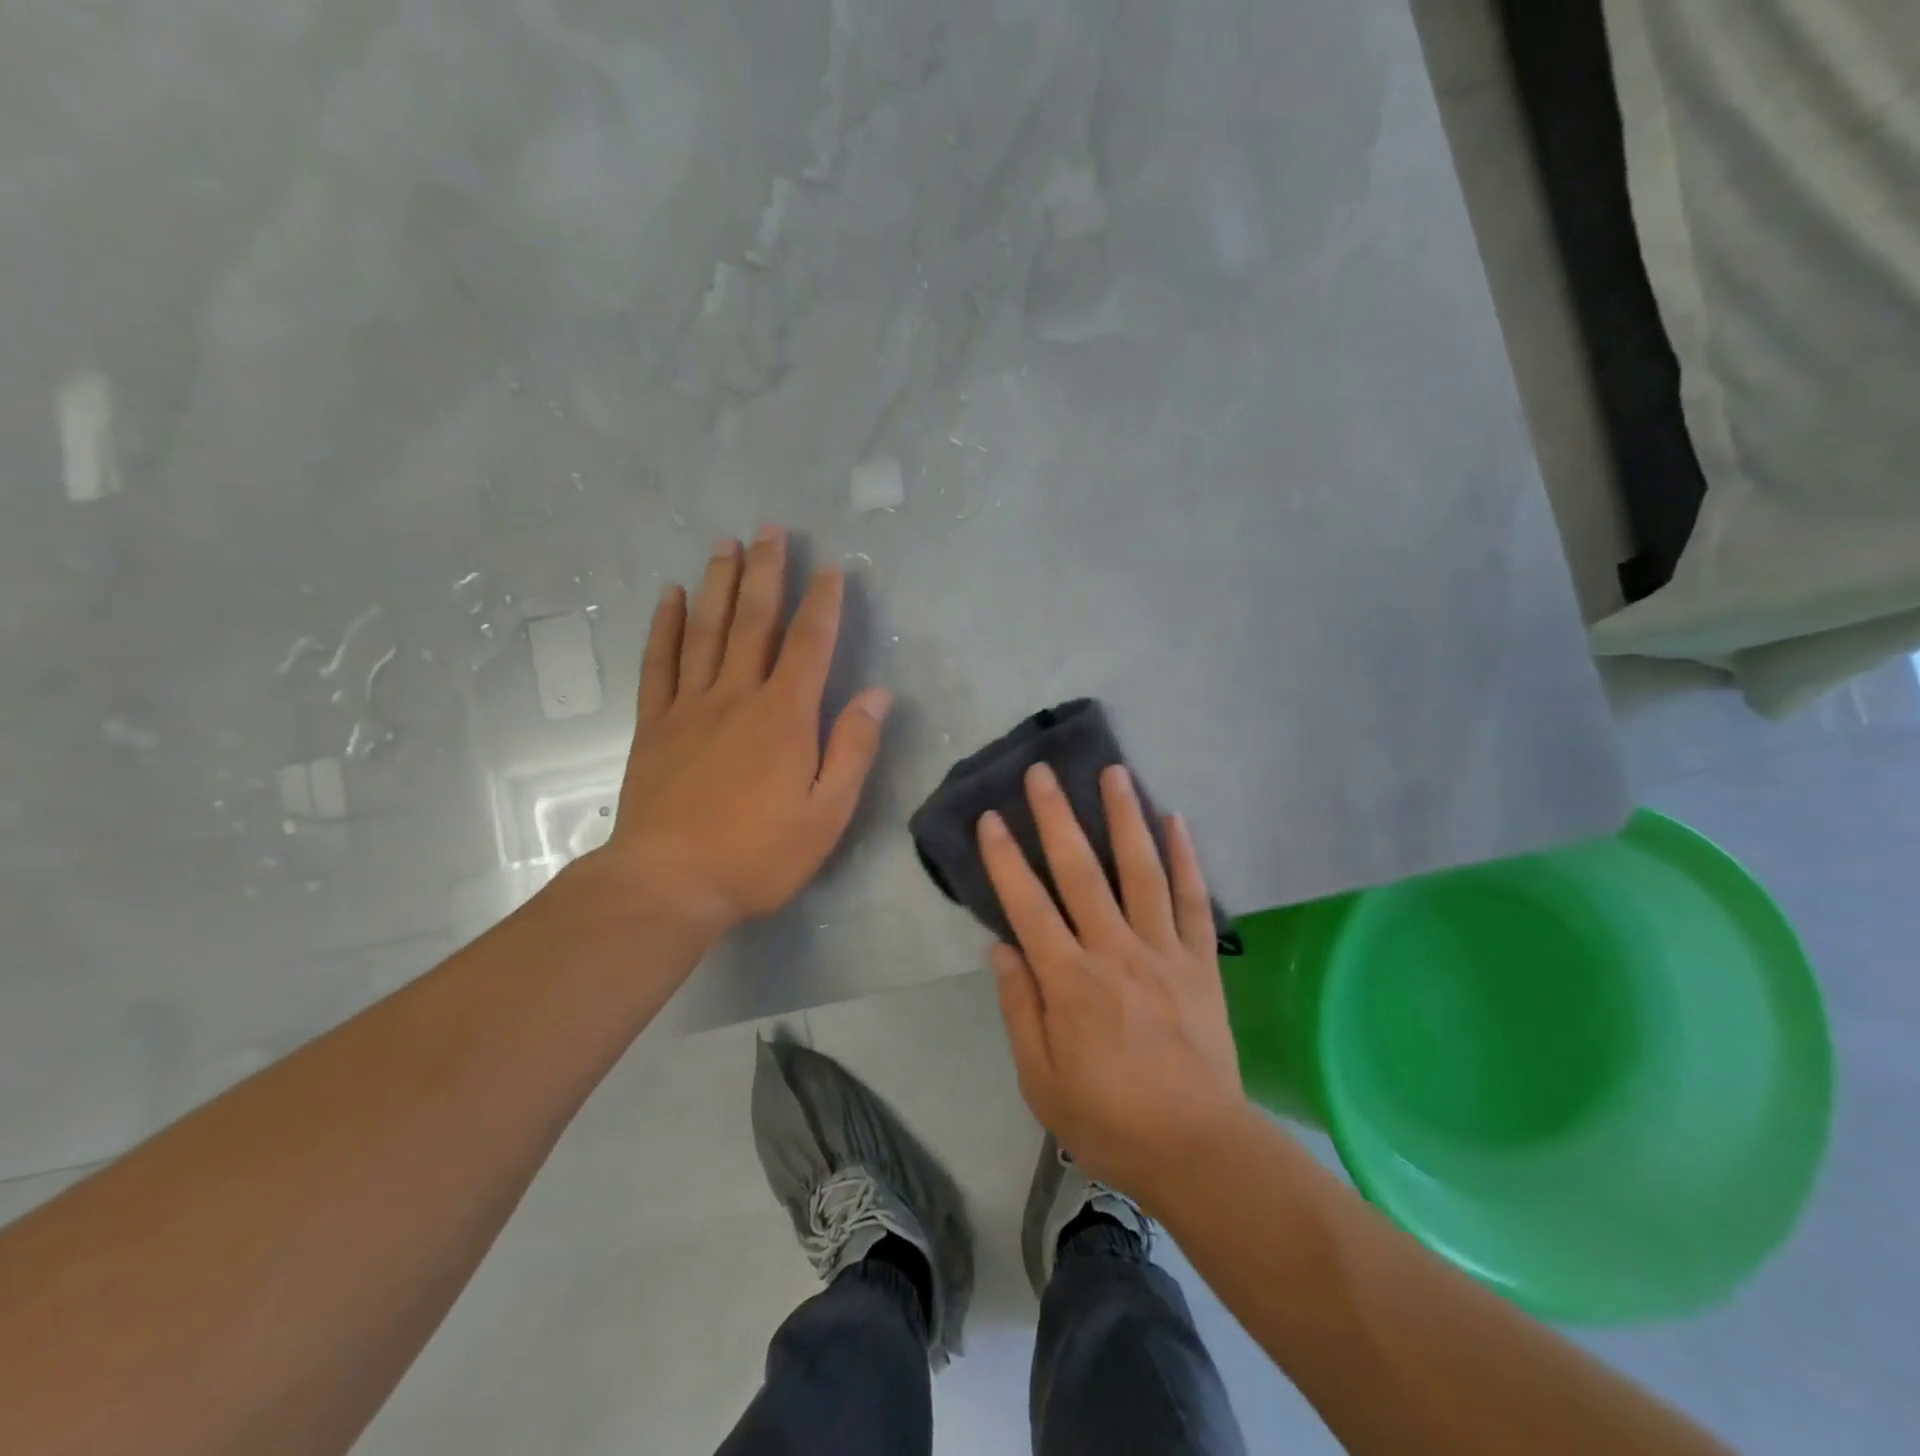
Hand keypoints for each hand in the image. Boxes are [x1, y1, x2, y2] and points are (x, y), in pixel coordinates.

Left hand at [595, 526, 891, 934]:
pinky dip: (665, 626)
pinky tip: (670, 596)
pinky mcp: (655, 725)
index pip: (809, 644)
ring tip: (725, 543)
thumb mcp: (826, 813)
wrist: (669, 883)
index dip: (823, 603)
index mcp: (784, 716)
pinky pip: (659, 663)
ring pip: (706, 630)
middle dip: (766, 572)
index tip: (832, 568)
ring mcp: (689, 706)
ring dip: (718, 583)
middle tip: (771, 528)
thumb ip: (852, 749)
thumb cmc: (758, 854)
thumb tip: (877, 695)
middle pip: (753, 621)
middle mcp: (736, 696)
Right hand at [981, 763, 1247, 1205]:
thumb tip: (1000, 947)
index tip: (990, 818)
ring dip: (1124, 817)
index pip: (1028, 906)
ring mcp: (1163, 951)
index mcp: (1070, 982)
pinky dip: (1185, 858)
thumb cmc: (1108, 1119)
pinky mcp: (1201, 961)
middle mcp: (1115, 952)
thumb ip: (1018, 1008)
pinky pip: (1193, 900)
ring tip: (1113, 771)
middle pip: (1081, 872)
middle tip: (1043, 771)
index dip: (1005, 860)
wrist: (1198, 1149)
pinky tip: (1175, 819)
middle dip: (1057, 817)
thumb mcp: (1041, 1080)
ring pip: (1140, 870)